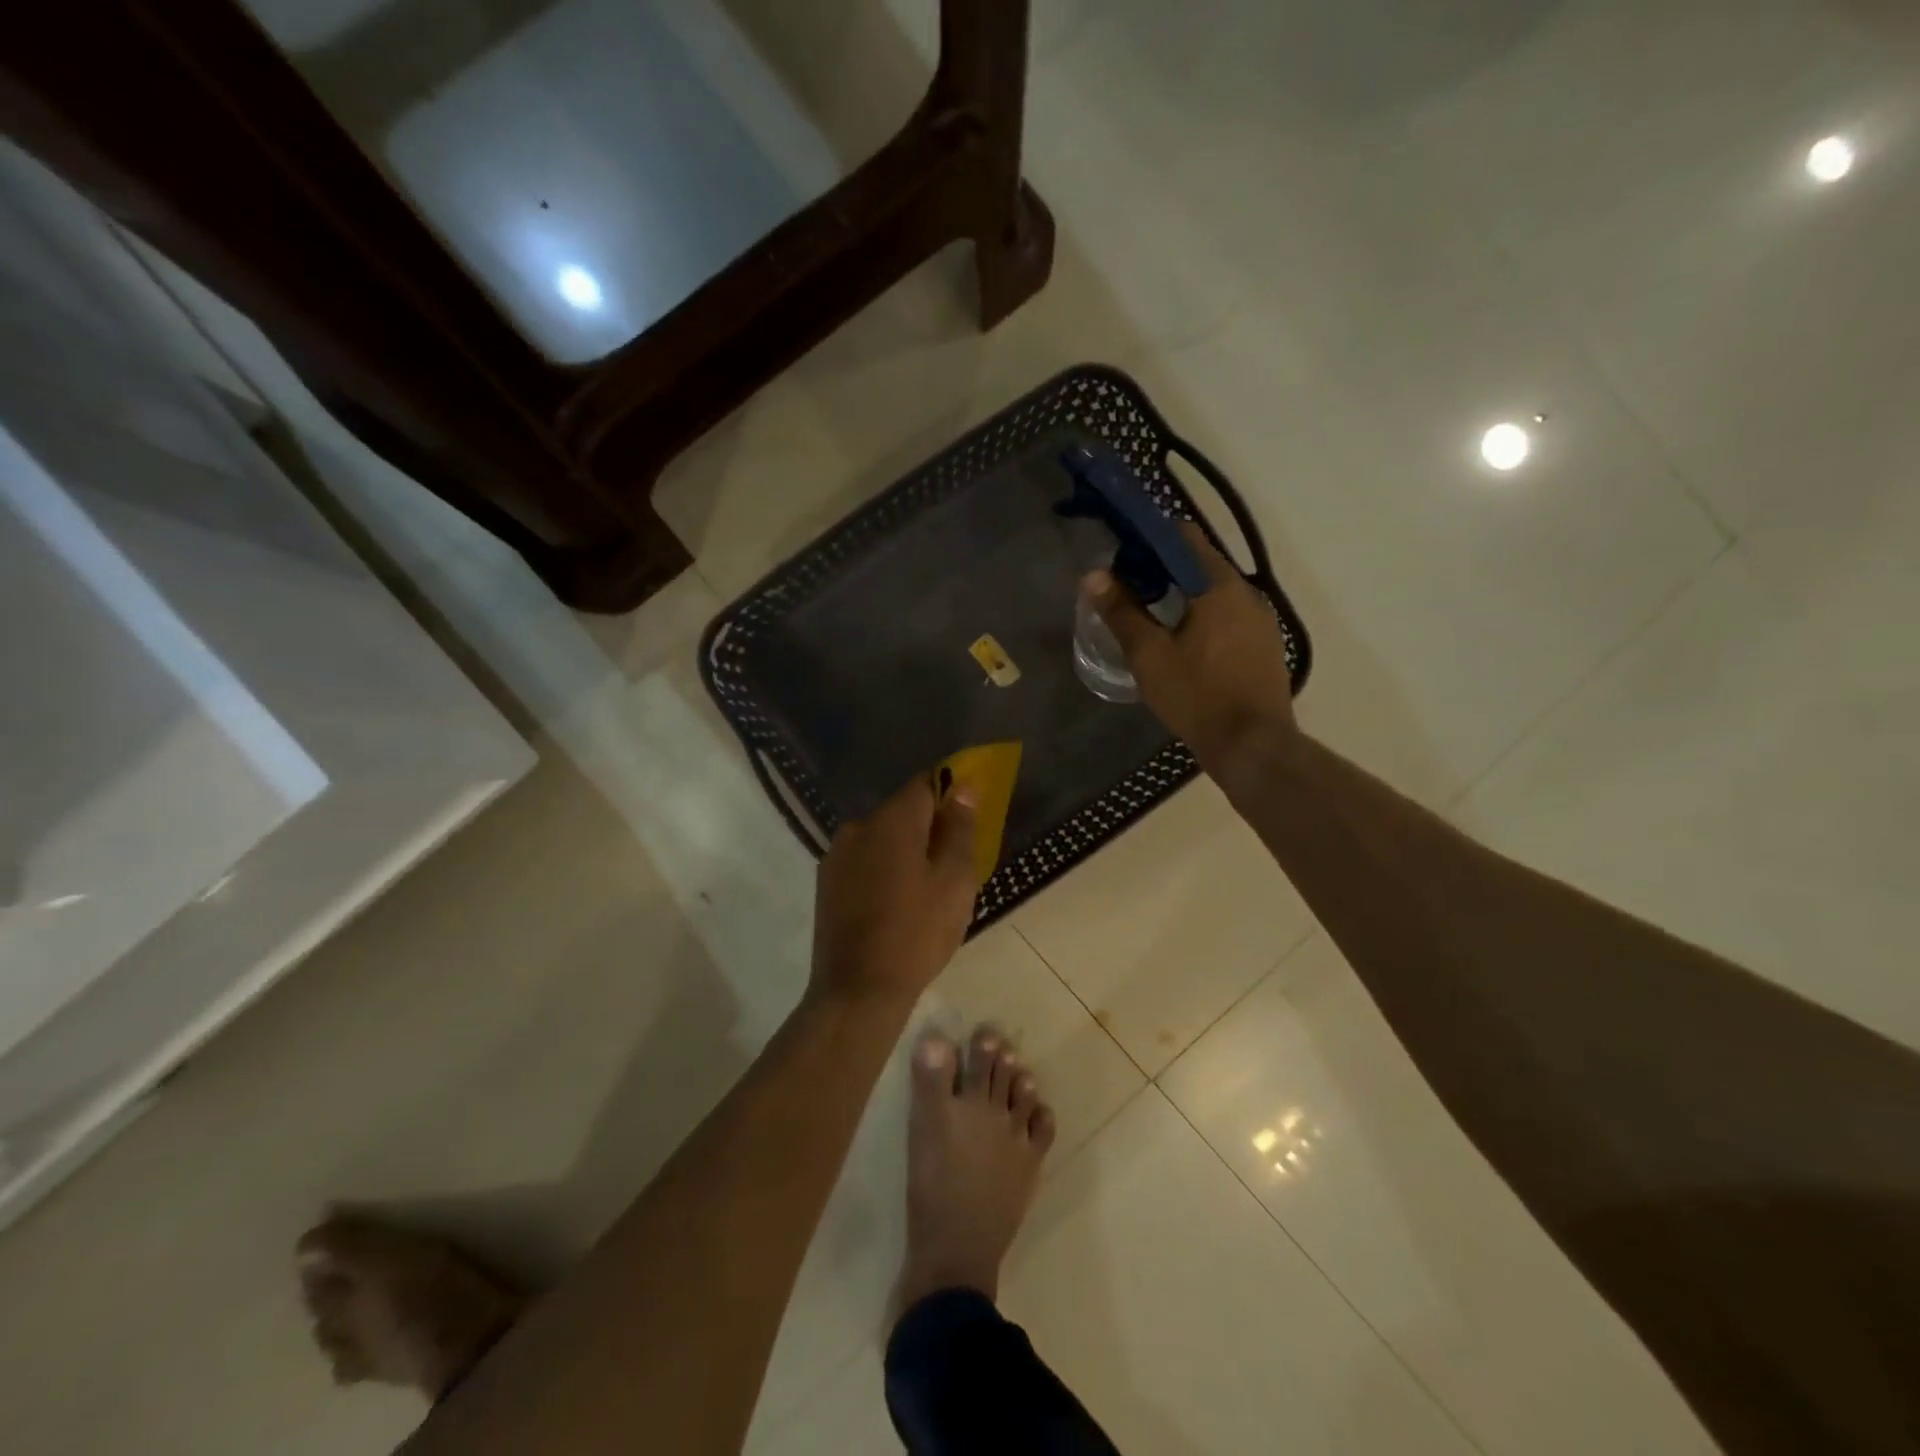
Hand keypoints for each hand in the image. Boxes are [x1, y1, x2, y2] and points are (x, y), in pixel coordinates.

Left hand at [811, 772, 978, 1007]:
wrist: (858, 990)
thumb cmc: (917, 933)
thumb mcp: (955, 881)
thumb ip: (960, 829)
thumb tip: (962, 789)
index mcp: (892, 820)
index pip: (926, 783)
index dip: (950, 794)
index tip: (967, 819)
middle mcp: (859, 826)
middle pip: (902, 811)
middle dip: (929, 827)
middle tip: (952, 863)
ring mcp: (837, 854)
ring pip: (882, 837)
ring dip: (904, 849)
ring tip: (924, 888)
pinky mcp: (826, 881)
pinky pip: (864, 859)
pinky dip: (883, 868)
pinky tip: (895, 902)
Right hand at [1086, 523, 1298, 776]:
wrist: (1252, 745)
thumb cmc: (1197, 696)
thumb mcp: (1149, 655)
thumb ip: (1121, 612)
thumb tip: (1094, 575)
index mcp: (1219, 586)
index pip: (1184, 537)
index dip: (1150, 540)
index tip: (1123, 555)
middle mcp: (1247, 593)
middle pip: (1200, 563)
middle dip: (1163, 569)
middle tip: (1128, 589)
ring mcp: (1261, 620)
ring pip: (1215, 592)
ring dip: (1184, 594)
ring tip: (1150, 615)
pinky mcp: (1264, 645)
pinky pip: (1229, 615)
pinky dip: (1203, 615)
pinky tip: (1183, 641)